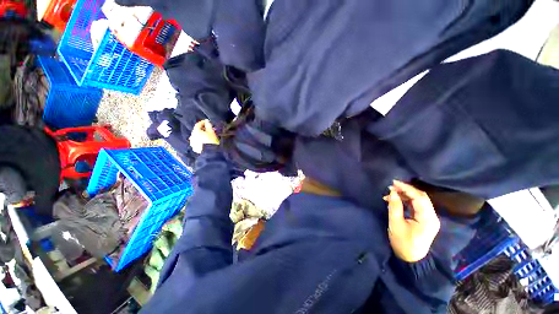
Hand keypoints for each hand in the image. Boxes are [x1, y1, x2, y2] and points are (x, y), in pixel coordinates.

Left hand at [190, 120, 219, 153]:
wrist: (210, 152)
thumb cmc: (211, 141)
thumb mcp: (211, 132)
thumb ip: (208, 125)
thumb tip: (206, 121)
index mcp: (196, 131)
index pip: (198, 124)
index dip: (203, 122)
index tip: (208, 122)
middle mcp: (192, 136)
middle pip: (196, 130)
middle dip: (202, 129)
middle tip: (209, 129)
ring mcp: (192, 142)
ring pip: (196, 136)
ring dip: (201, 134)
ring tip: (207, 136)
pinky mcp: (194, 147)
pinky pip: (196, 141)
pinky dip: (200, 139)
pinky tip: (204, 141)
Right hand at [384, 180, 440, 261]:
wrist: (411, 259)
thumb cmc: (403, 243)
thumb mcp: (396, 224)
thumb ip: (394, 206)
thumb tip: (392, 192)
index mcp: (427, 218)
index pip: (419, 197)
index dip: (406, 188)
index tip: (393, 182)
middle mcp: (432, 216)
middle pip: (421, 197)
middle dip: (406, 189)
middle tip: (391, 186)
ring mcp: (429, 218)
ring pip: (419, 200)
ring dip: (405, 195)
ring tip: (391, 193)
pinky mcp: (425, 220)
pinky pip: (416, 206)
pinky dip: (406, 200)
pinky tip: (396, 200)